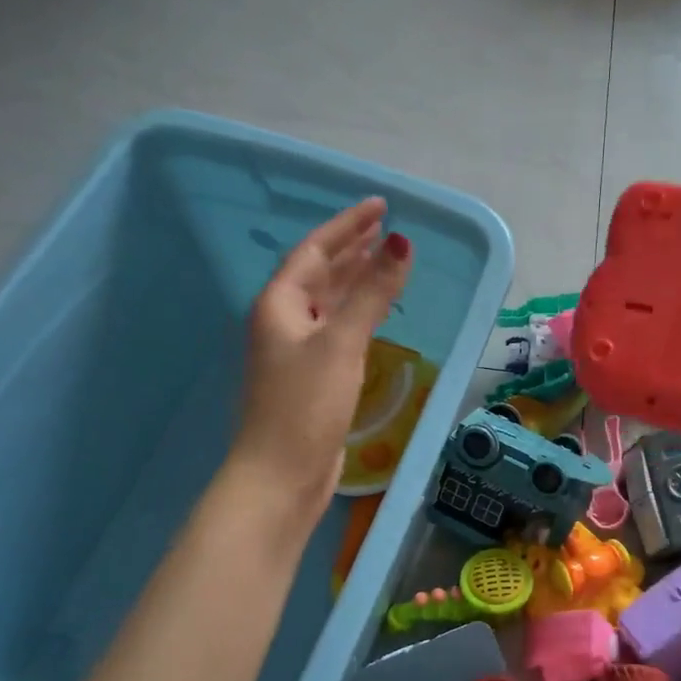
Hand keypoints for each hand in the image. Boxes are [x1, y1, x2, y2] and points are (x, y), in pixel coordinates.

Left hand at [231, 198, 412, 516]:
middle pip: (320, 273)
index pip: (315, 250)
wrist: (281, 474)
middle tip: (386, 228)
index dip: (347, 226)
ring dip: (357, 279)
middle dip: (352, 249)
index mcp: (280, 304)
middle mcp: (284, 320)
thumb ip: (373, 293)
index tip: (380, 205)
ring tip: (386, 260)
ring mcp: (297, 350)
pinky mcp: (312, 376)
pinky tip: (377, 312)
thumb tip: (400, 242)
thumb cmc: (305, 404)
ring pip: (329, 301)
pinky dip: (359, 312)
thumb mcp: (342, 343)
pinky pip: (338, 328)